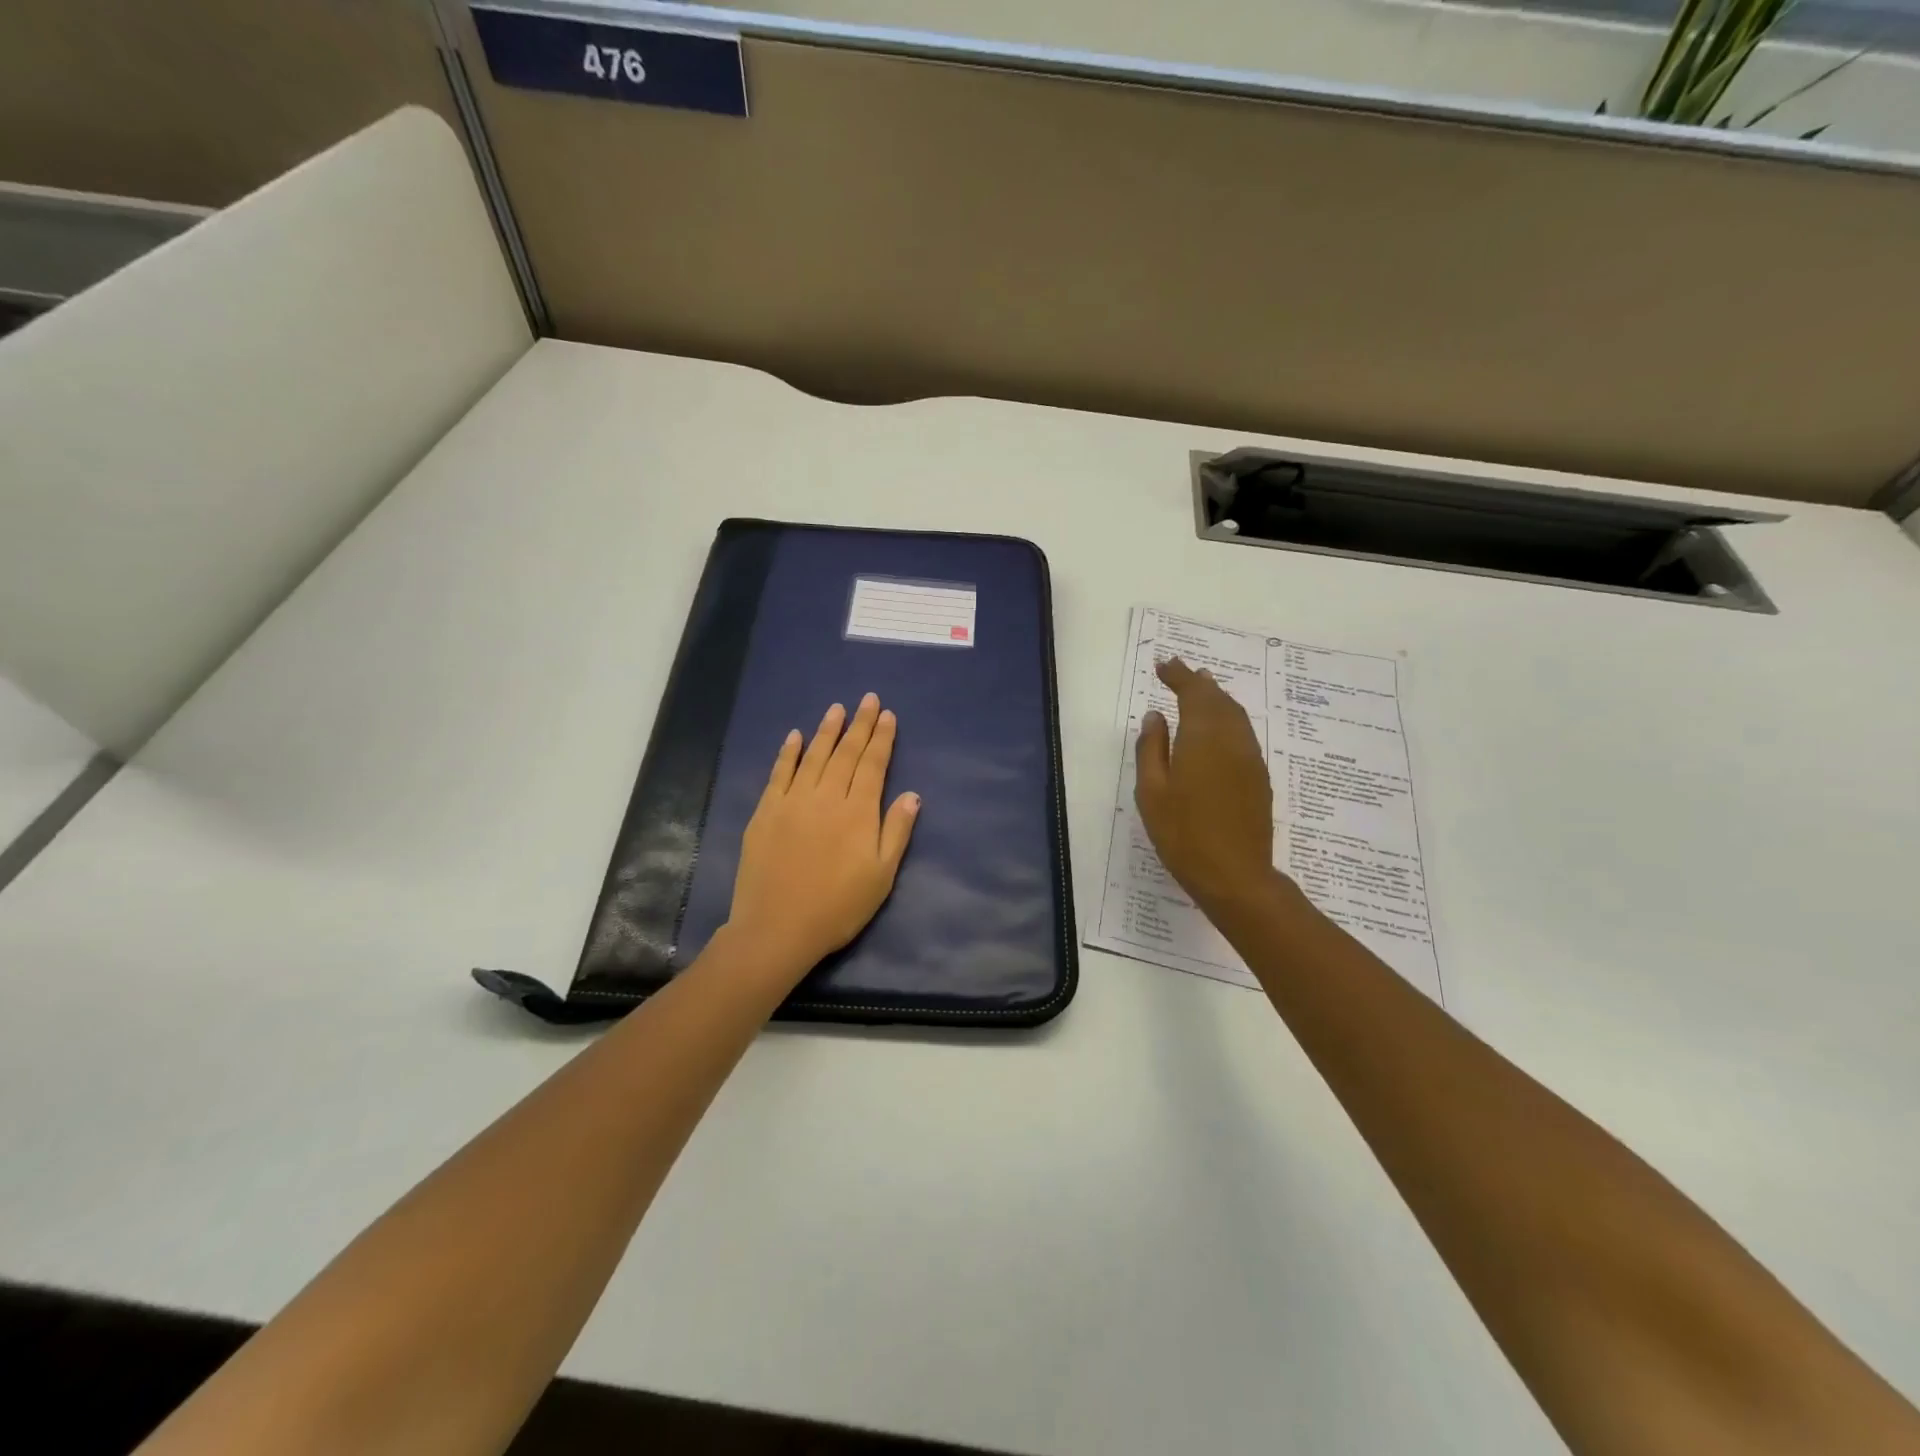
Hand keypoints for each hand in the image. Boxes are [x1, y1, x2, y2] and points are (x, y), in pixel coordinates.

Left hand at [726, 693, 920, 984]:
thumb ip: (897, 831)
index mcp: (858, 812)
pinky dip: (788, 753)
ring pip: (814, 756)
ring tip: (837, 709)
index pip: (873, 765)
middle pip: (846, 753)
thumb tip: (912, 794)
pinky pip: (779, 773)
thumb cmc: (838, 907)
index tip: (887, 715)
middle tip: (867, 699)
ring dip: (827, 730)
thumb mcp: (881, 876)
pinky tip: (795, 736)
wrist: (778, 928)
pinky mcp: (766, 812)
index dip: (882, 738)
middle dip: (859, 724)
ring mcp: (792, 801)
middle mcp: (826, 797)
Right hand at [1135, 658, 1276, 913]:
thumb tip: (1156, 716)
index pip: (1192, 693)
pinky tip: (1219, 728)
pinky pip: (1243, 734)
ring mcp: (1250, 758)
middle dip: (1199, 683)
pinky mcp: (1259, 777)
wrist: (1235, 875)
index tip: (1163, 665)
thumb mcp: (1152, 792)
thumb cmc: (1183, 834)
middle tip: (1181, 673)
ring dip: (1217, 698)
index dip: (1178, 676)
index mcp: (1202, 738)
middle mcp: (1232, 740)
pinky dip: (1229, 719)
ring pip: (1236, 715)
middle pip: (1218, 699)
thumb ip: (1152, 749)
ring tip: (1202, 690)